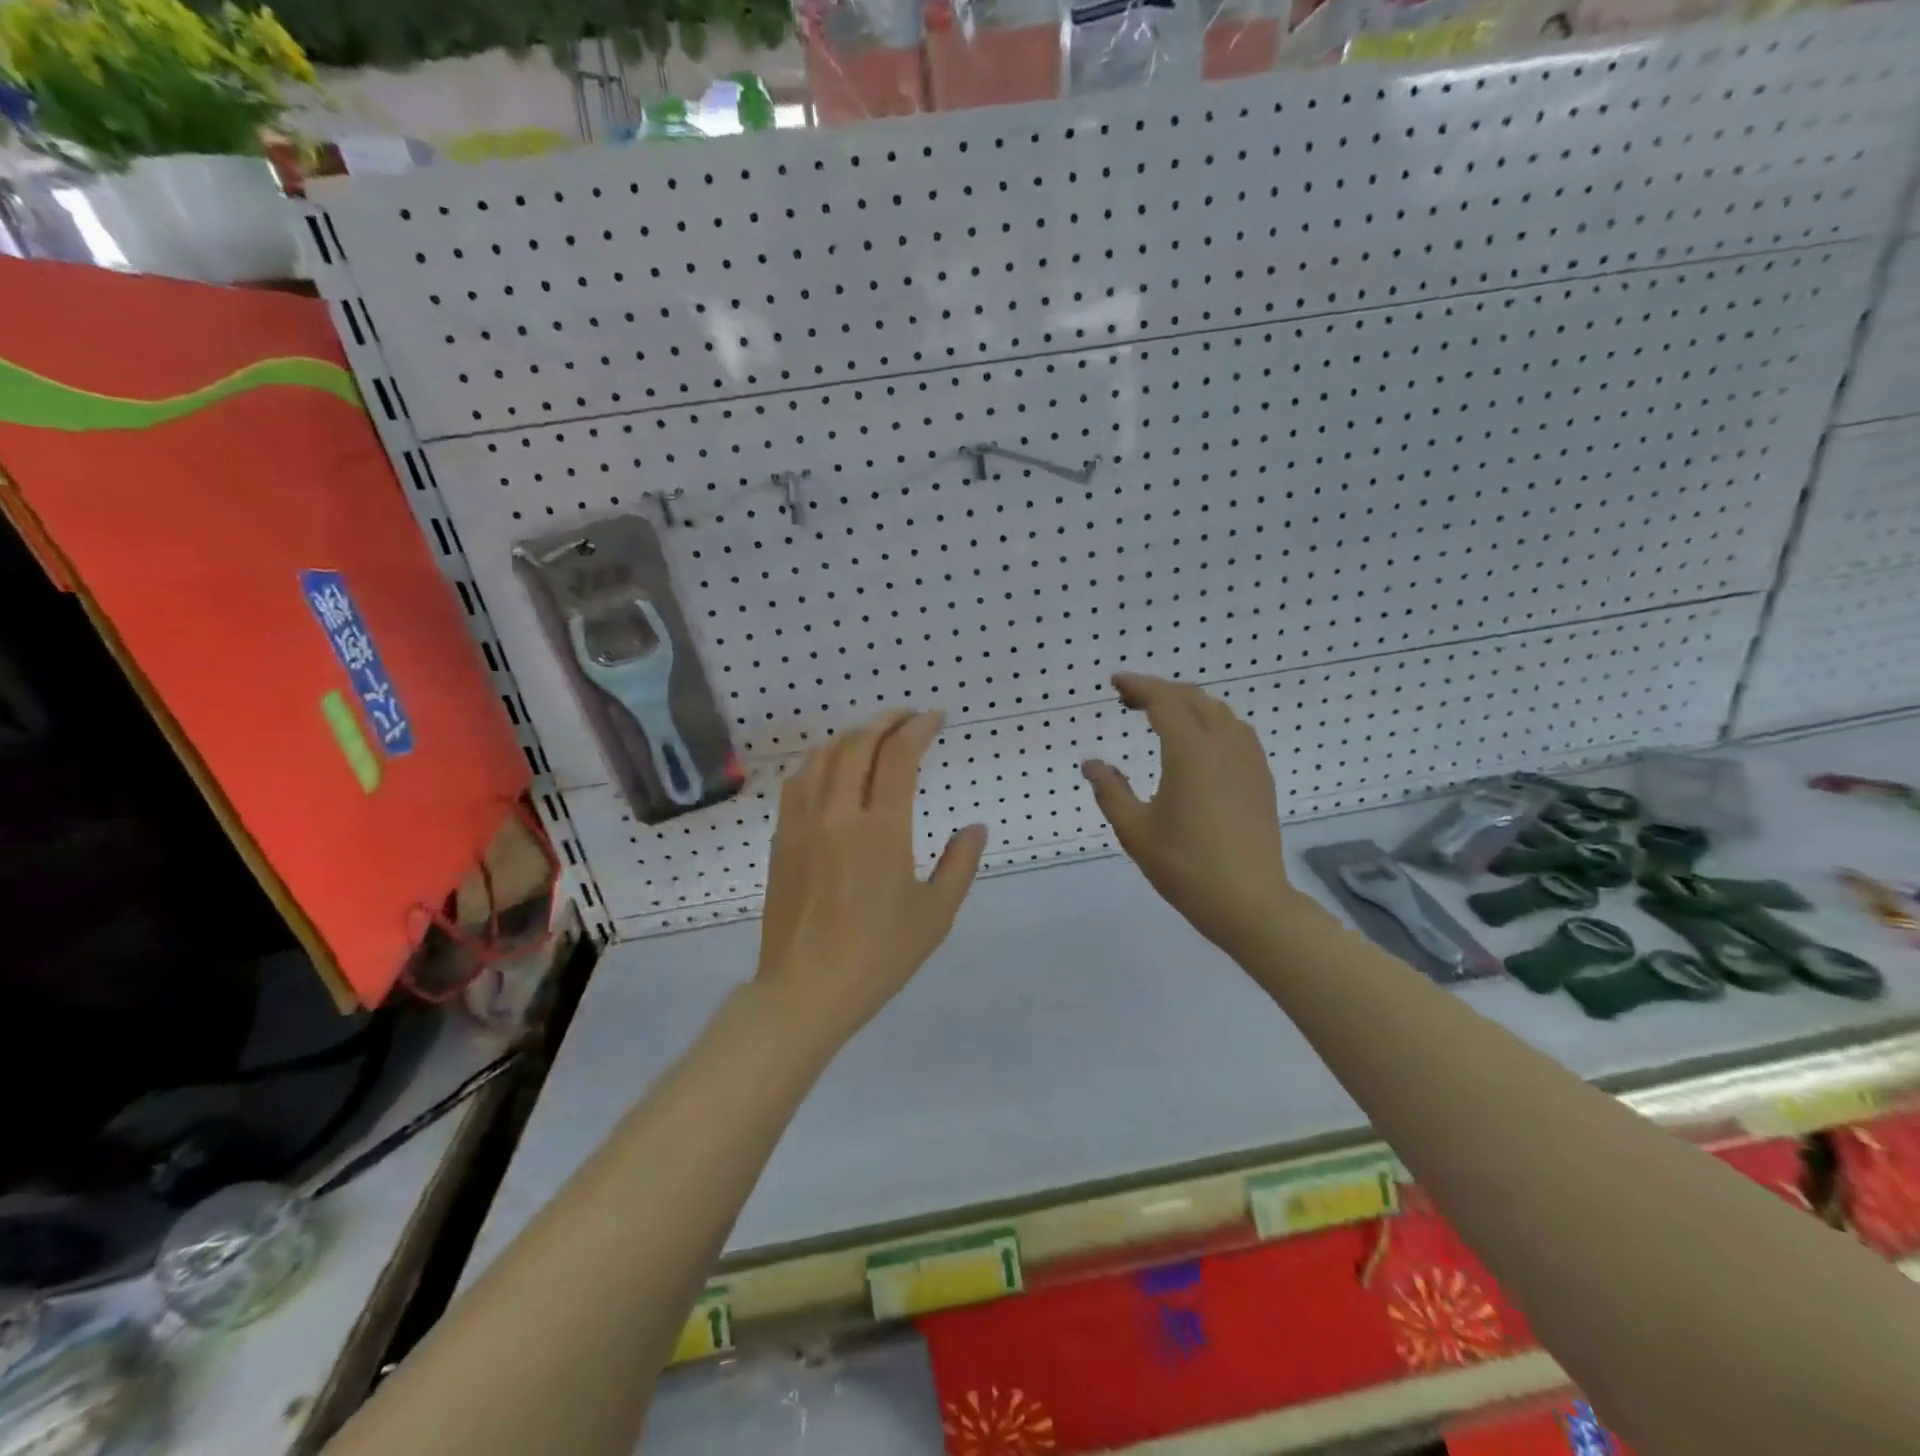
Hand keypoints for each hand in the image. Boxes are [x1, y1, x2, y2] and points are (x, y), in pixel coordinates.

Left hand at [756, 709, 987, 1045]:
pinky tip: (829, 767)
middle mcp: (838, 814)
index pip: (899, 757)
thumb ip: (960, 865)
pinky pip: (797, 782)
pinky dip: (819, 760)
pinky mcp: (782, 840)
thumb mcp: (935, 915)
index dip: (918, 728)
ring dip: (851, 736)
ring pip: (823, 757)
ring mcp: (803, 825)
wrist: (806, 991)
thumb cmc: (879, 956)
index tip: (935, 718)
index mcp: (881, 830)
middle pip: (858, 745)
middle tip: (908, 717)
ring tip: (872, 735)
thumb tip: (974, 828)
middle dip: (886, 721)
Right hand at [1081, 673, 1303, 956]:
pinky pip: (1236, 732)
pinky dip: (1212, 722)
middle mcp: (1223, 744)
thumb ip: (1110, 791)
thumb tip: (1091, 764)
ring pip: (1219, 711)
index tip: (1115, 683)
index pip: (1163, 700)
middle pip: (1192, 698)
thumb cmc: (1185, 866)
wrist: (1249, 902)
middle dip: (1160, 691)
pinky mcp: (1261, 777)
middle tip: (1130, 701)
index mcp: (1190, 751)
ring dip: (1188, 704)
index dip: (1138, 685)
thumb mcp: (1135, 830)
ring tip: (1163, 717)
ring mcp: (1248, 760)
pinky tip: (1200, 744)